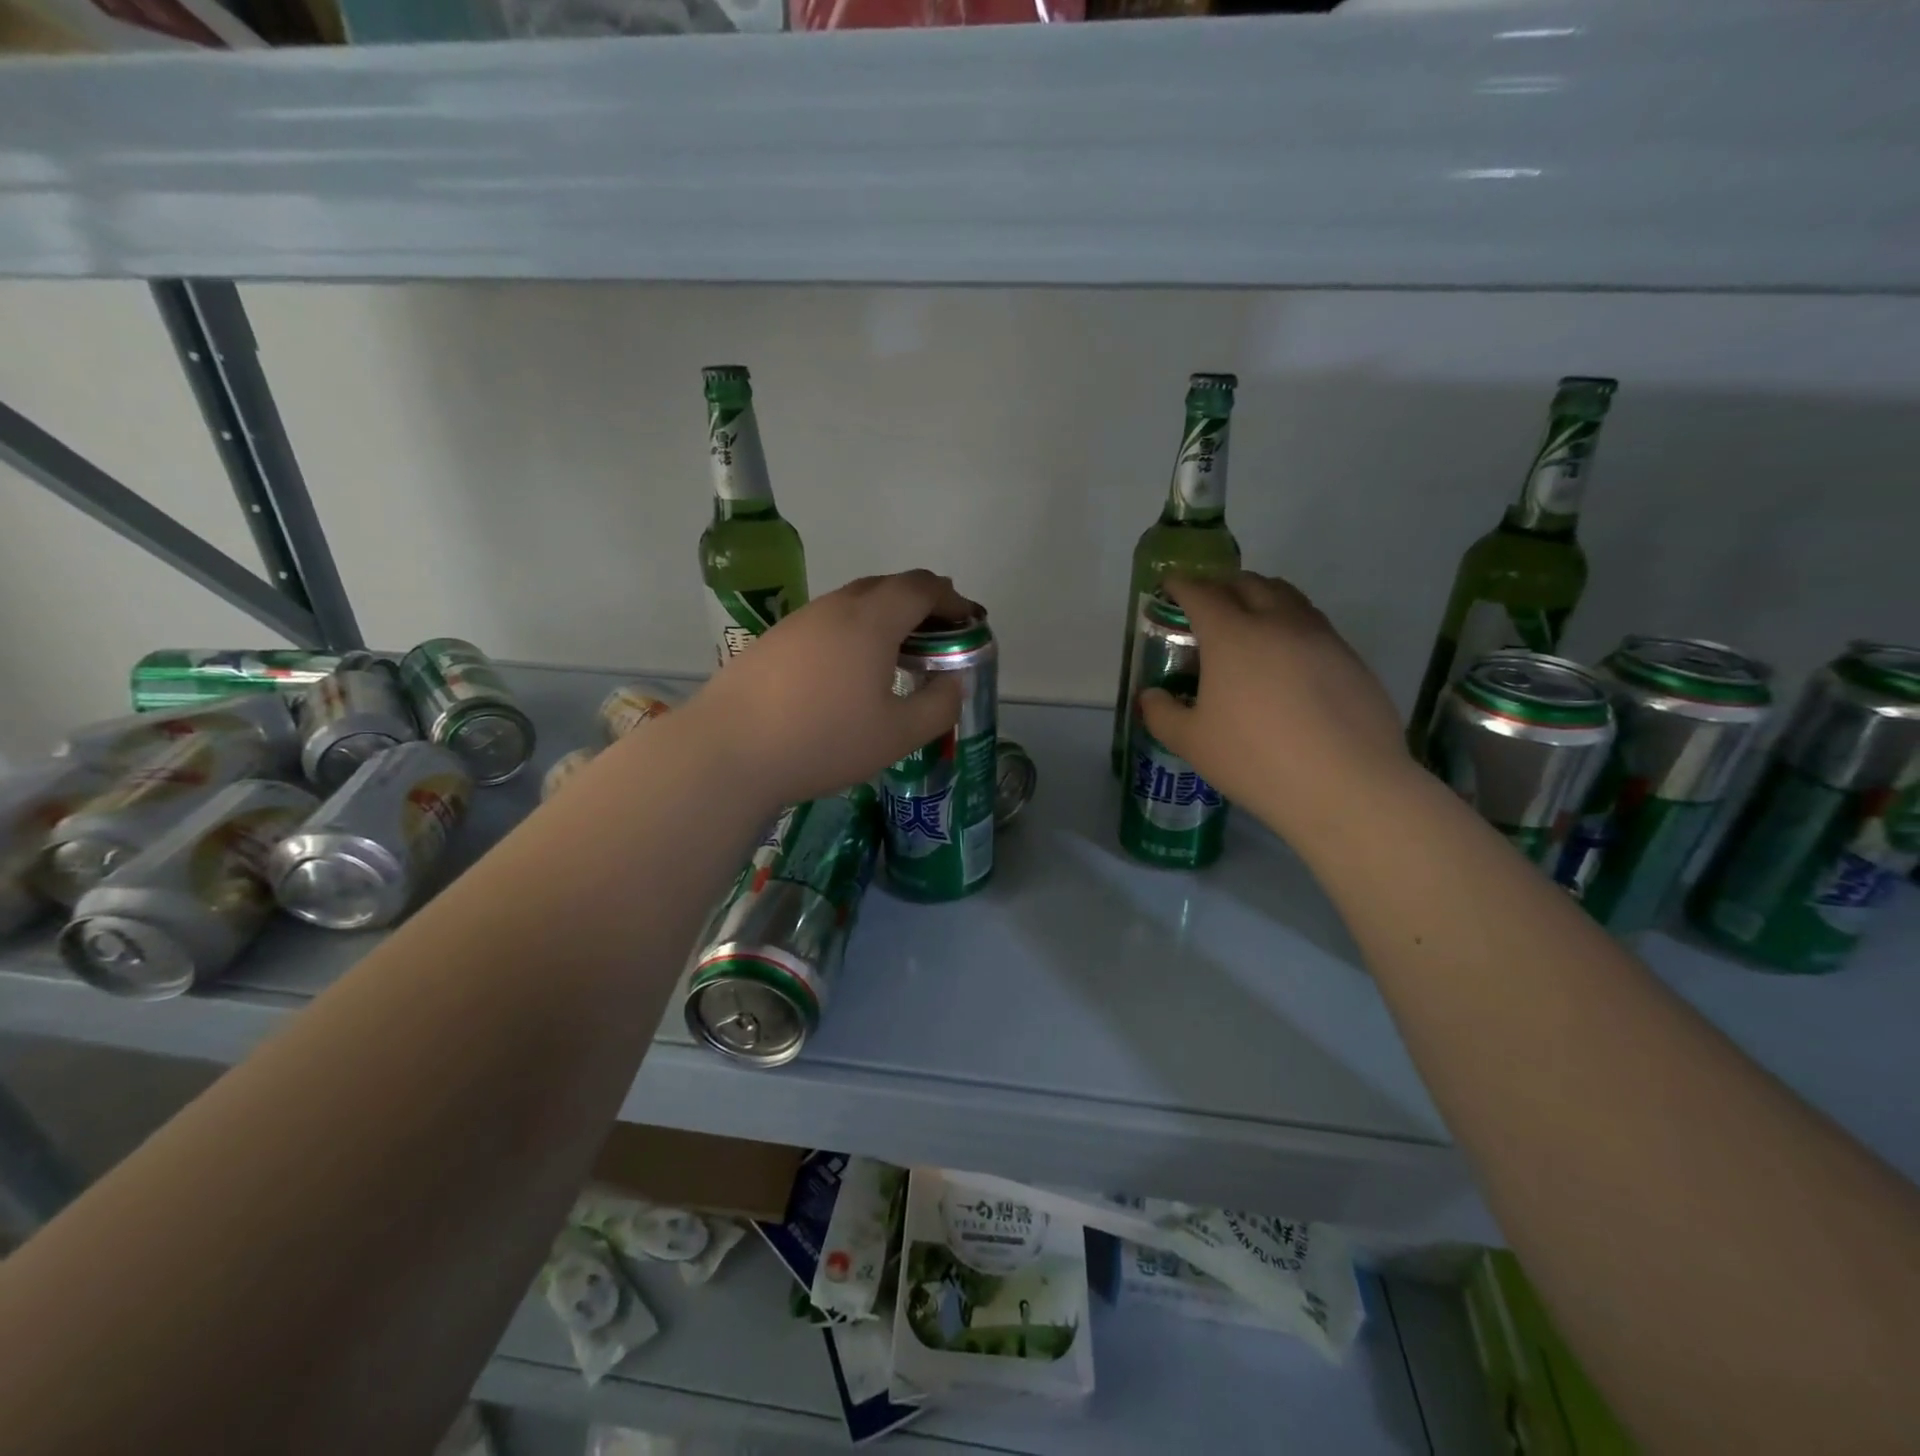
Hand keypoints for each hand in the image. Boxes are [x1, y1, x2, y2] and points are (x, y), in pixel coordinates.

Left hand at [685, 570, 971, 808]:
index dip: (953, 599)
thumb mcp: (898, 734)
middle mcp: (835, 607)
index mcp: (871, 620)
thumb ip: (938, 705)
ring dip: (885, 617)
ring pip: (853, 603)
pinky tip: (849, 671)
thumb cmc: (823, 740)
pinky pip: (827, 623)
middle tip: (939, 635)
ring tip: (899, 653)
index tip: (970, 621)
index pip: (922, 587)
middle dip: (922, 603)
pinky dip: (854, 632)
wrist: (728, 751)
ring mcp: (799, 621)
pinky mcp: (773, 641)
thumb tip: (952, 682)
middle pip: (888, 586)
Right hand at [1137, 573, 1415, 846]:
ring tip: (1249, 620)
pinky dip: (1291, 625)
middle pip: (1249, 583)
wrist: (1346, 785)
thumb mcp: (1192, 743)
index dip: (1182, 585)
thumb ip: (1162, 714)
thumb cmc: (1255, 760)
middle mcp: (1277, 623)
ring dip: (1262, 597)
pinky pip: (1314, 625)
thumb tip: (1152, 696)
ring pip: (1288, 597)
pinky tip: (1286, 659)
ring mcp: (1320, 637)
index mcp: (1232, 635)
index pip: (1202, 593)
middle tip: (1208, 602)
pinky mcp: (1350, 659)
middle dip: (1223, 585)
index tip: (1170, 585)